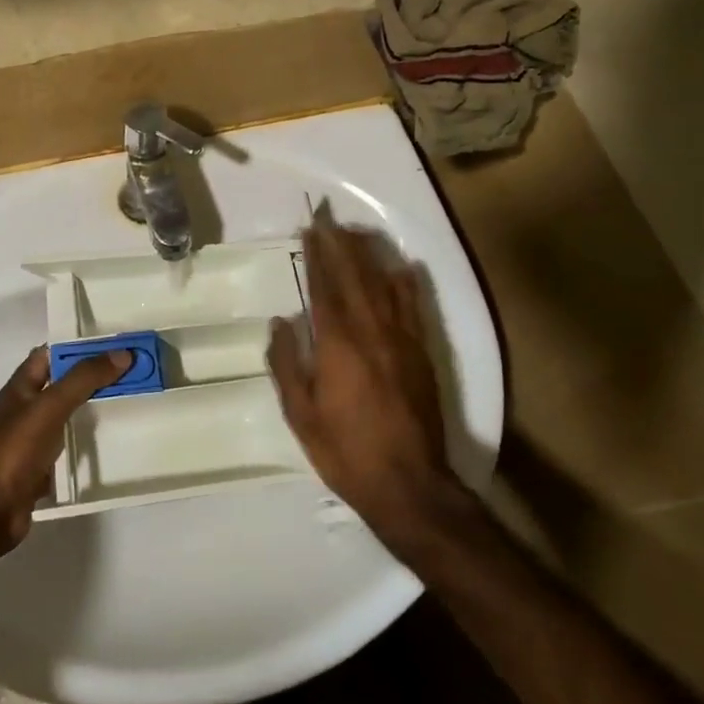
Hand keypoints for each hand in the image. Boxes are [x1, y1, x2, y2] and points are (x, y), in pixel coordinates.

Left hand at [0, 345, 131, 561]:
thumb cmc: (15, 450)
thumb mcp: (50, 406)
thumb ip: (83, 379)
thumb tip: (122, 353)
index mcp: (19, 389)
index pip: (48, 355)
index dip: (76, 348)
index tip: (111, 346)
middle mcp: (23, 410)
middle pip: (60, 384)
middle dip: (90, 378)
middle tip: (127, 374)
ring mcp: (29, 441)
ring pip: (64, 416)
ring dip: (89, 409)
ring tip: (125, 403)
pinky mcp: (37, 468)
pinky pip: (65, 447)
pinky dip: (83, 442)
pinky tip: (107, 443)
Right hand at [268, 216, 453, 546]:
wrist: (409, 484)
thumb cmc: (345, 451)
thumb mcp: (300, 413)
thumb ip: (287, 363)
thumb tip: (281, 321)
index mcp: (337, 343)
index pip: (323, 286)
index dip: (315, 256)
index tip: (309, 230)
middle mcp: (371, 330)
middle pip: (354, 275)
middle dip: (340, 244)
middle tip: (328, 220)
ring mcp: (401, 339)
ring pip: (384, 283)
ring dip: (368, 255)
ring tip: (355, 234)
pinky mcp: (422, 353)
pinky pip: (413, 306)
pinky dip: (405, 282)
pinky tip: (400, 268)